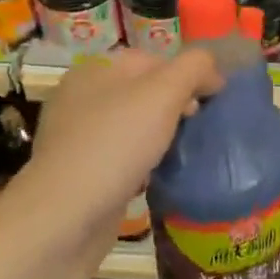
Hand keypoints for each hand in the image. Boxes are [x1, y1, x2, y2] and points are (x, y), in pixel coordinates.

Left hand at [22, 48, 222, 244]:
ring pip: (133, 126)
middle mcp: (80, 99)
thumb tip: (212, 71)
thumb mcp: (163, 93)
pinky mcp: (79, 174)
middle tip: (200, 127)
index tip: (215, 99)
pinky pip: (122, 158)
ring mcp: (77, 138)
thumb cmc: (115, 144)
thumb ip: (193, 68)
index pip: (153, 59)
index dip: (188, 73)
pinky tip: (158, 177)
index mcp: (94, 70)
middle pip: (143, 92)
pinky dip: (143, 163)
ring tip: (184, 152)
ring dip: (161, 136)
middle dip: (176, 105)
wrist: (64, 218)